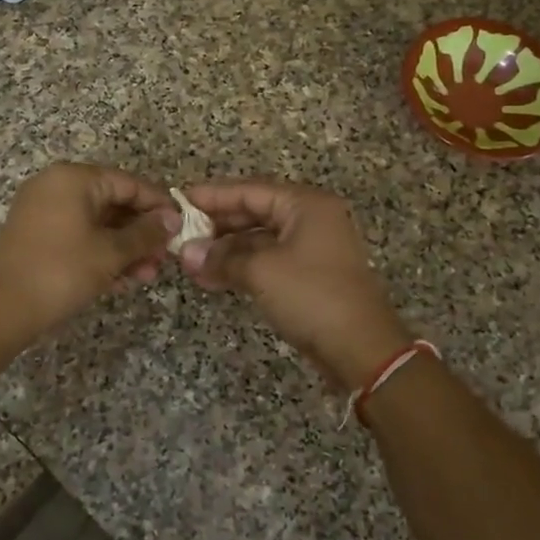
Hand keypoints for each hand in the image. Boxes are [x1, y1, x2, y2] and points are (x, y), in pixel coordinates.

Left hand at [0, 163, 176, 338]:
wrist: (2, 309)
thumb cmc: (62, 271)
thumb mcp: (111, 252)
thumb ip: (146, 233)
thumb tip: (172, 219)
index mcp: (74, 178)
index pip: (129, 183)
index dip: (159, 205)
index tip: (181, 227)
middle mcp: (56, 186)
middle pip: (112, 202)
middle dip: (141, 232)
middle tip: (164, 258)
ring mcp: (42, 210)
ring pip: (96, 223)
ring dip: (124, 248)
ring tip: (146, 276)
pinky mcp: (35, 235)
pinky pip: (77, 235)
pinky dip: (100, 253)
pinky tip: (121, 280)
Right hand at [178, 180, 412, 388]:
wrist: (361, 348)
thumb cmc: (312, 296)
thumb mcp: (261, 272)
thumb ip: (221, 258)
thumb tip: (186, 253)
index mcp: (306, 205)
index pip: (250, 190)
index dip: (212, 195)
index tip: (178, 201)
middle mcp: (311, 219)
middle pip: (254, 212)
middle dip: (217, 226)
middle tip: (180, 234)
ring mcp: (312, 248)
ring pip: (259, 239)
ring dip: (226, 250)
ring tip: (190, 262)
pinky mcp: (309, 275)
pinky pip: (268, 260)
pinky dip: (241, 267)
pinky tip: (213, 277)